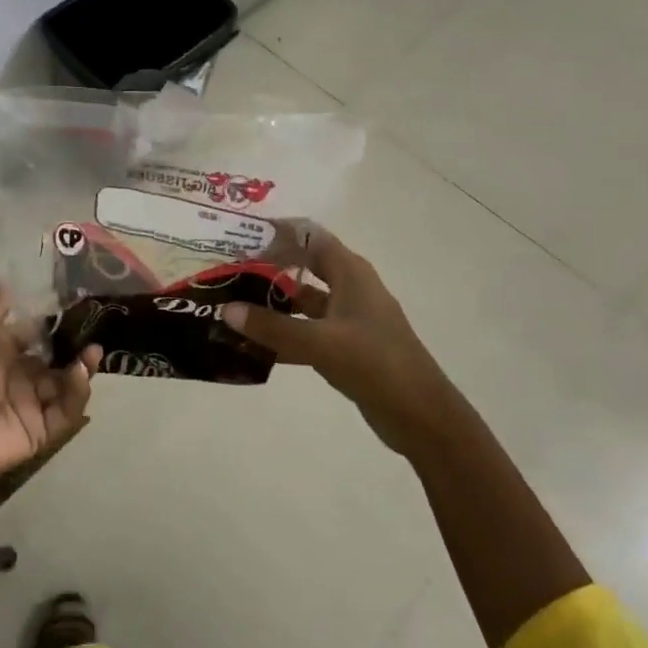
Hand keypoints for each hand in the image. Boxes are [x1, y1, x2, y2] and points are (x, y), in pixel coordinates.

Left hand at [0, 288, 100, 493]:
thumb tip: (5, 281)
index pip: (33, 336)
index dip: (51, 324)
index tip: (73, 308)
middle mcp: (17, 377)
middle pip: (54, 360)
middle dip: (74, 347)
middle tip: (93, 333)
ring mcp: (31, 404)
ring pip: (65, 384)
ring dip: (82, 367)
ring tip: (93, 352)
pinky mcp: (42, 430)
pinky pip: (67, 411)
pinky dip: (78, 393)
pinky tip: (80, 374)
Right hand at [220, 228, 446, 453]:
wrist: (421, 416)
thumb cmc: (375, 364)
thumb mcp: (320, 343)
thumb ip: (272, 326)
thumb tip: (226, 310)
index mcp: (350, 272)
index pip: (309, 236)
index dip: (276, 232)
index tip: (239, 235)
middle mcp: (349, 287)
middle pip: (303, 266)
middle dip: (267, 266)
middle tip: (227, 270)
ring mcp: (349, 318)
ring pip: (303, 301)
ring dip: (272, 302)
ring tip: (232, 304)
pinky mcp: (346, 345)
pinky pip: (307, 329)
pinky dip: (283, 333)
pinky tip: (252, 344)